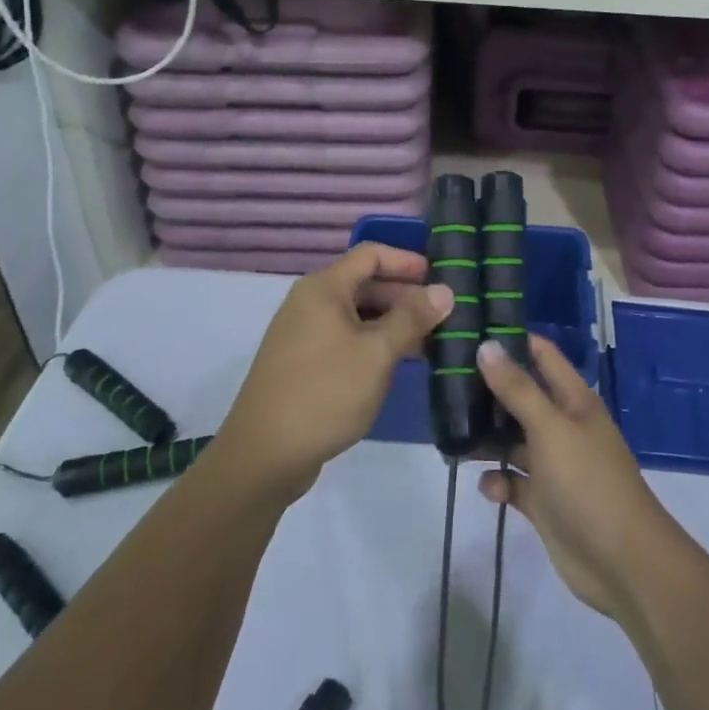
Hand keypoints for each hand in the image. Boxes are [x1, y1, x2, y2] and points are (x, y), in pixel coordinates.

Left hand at [215, 243, 452, 503]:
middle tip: (444, 316)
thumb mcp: (376, 353)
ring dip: (392, 322)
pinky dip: (373, 343)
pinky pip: (345, 338)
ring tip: (430, 341)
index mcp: (323, 288)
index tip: (440, 277)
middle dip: (405, 295)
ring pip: (357, 315)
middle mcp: (310, 302)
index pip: (370, 254)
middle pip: (364, 283)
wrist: (263, 455)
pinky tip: (398, 363)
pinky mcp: (303, 363)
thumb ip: (412, 318)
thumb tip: (445, 290)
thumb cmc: (325, 393)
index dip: (406, 260)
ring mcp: (303, 334)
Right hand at [476, 335, 685, 618]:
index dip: (512, 341)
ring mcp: (554, 465)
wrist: (622, 563)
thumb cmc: (588, 483)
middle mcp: (563, 427)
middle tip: (445, 383)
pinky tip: (487, 486)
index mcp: (574, 401)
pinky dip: (498, 481)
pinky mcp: (544, 501)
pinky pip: (513, 482)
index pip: (542, 356)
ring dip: (487, 438)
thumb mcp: (551, 428)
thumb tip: (487, 345)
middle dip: (488, 391)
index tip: (470, 333)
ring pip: (513, 440)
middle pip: (521, 397)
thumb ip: (518, 389)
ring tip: (451, 433)